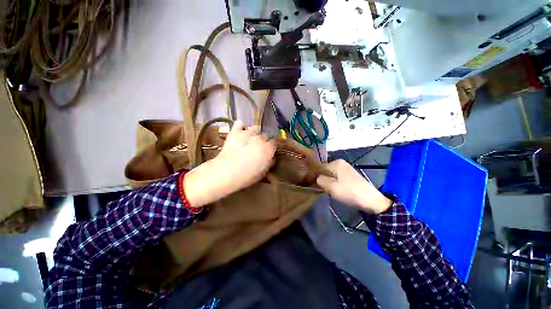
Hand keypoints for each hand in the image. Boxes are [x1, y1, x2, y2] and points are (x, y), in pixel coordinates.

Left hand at [184, 120, 275, 207]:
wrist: (225, 172)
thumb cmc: (246, 176)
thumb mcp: (262, 173)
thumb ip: (269, 163)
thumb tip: (271, 158)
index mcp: (268, 148)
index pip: (275, 143)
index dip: (272, 147)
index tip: (269, 152)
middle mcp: (260, 138)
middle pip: (266, 135)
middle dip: (264, 141)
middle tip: (259, 148)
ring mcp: (247, 133)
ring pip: (255, 128)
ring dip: (255, 133)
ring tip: (251, 139)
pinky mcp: (235, 132)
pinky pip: (240, 123)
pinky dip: (241, 126)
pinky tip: (240, 130)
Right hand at [316, 159, 391, 213]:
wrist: (371, 200)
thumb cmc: (349, 192)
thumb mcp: (330, 187)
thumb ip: (320, 180)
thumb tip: (317, 178)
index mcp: (336, 162)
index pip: (320, 168)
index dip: (316, 177)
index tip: (316, 186)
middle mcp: (341, 163)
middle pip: (326, 171)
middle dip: (324, 180)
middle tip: (325, 189)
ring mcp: (346, 169)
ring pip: (332, 176)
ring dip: (330, 183)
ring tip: (332, 191)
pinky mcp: (350, 175)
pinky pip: (338, 178)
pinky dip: (336, 184)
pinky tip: (338, 191)